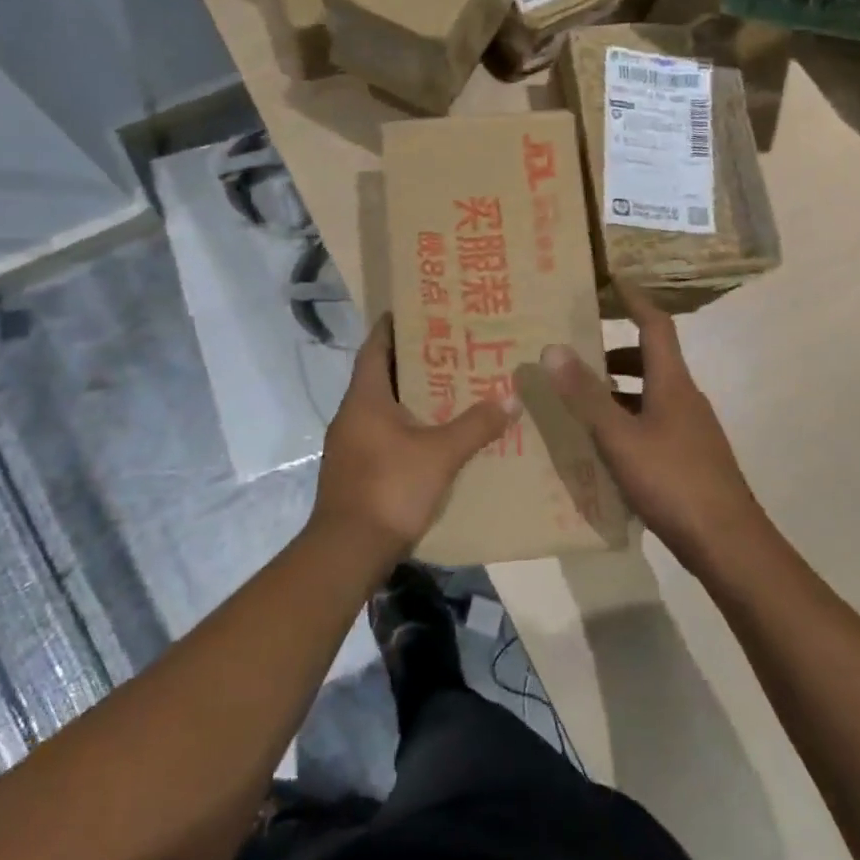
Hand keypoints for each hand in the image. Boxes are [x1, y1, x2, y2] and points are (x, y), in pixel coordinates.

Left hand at [313, 314, 521, 564]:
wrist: (348, 551)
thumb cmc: (390, 488)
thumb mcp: (440, 454)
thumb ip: (476, 425)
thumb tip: (512, 397)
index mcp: (364, 398)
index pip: (375, 347)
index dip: (393, 326)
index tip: (416, 309)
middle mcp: (351, 415)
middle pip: (381, 375)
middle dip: (412, 360)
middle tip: (449, 346)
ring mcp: (350, 445)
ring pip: (383, 407)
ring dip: (411, 395)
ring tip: (449, 386)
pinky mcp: (355, 470)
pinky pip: (383, 434)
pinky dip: (406, 426)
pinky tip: (434, 434)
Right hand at [540, 284, 765, 571]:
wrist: (728, 543)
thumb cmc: (673, 481)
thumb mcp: (619, 437)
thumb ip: (585, 395)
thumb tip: (553, 347)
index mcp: (673, 384)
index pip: (655, 325)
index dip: (635, 300)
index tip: (612, 281)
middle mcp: (685, 399)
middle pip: (652, 360)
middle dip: (615, 352)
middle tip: (576, 356)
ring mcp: (691, 430)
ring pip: (651, 395)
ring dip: (618, 390)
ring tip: (580, 402)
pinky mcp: (690, 458)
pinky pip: (653, 424)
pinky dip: (627, 421)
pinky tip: (604, 446)